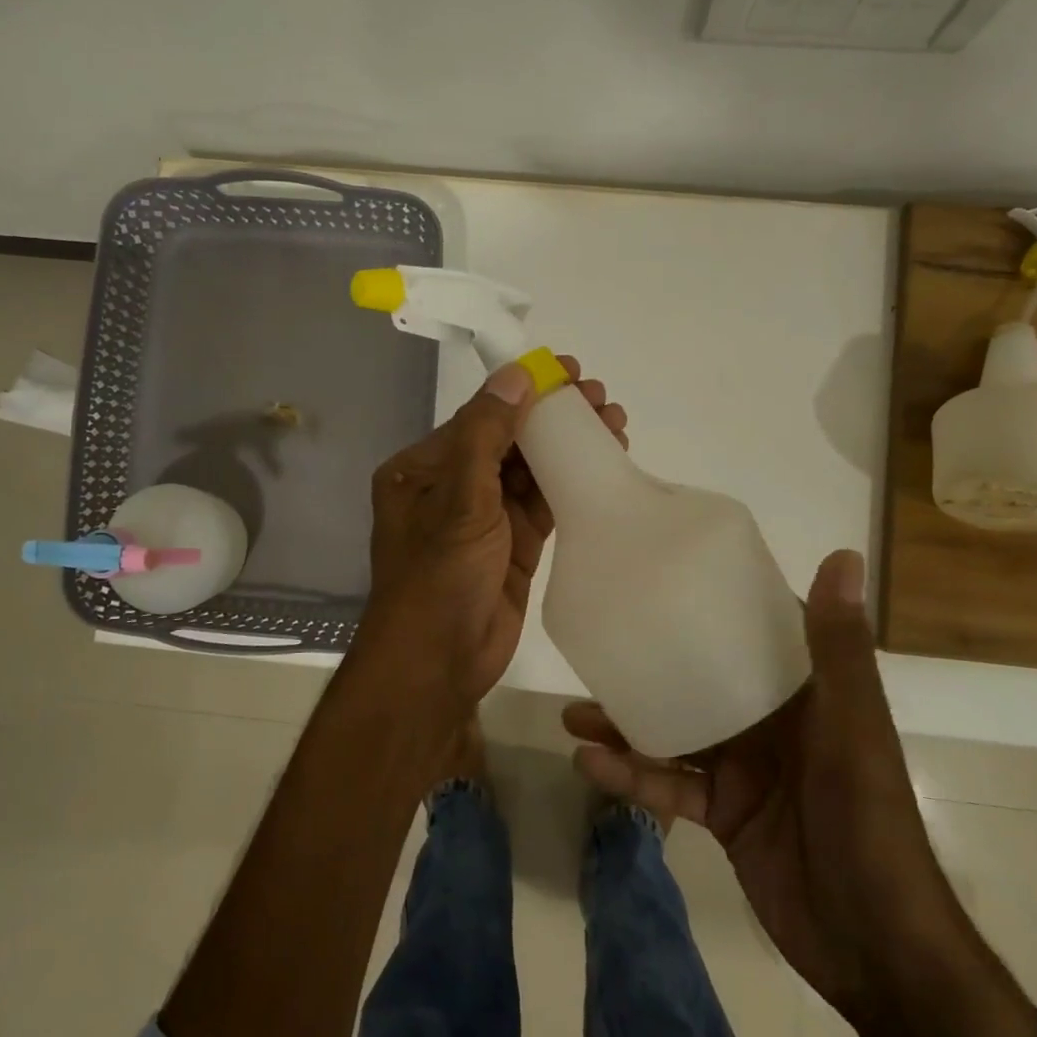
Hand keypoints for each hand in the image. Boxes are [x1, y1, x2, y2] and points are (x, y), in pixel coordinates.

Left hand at [357, 356, 627, 710]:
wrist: (440, 663)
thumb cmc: (439, 576)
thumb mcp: (460, 499)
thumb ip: (486, 434)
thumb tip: (516, 375)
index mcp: (422, 469)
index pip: (480, 418)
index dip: (524, 393)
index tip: (569, 372)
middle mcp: (450, 488)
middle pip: (509, 441)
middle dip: (553, 418)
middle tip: (601, 398)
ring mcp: (483, 519)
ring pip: (530, 472)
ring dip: (567, 448)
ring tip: (614, 423)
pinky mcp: (512, 547)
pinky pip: (542, 505)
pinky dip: (570, 484)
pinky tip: (603, 464)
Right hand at [564, 549, 1036, 1036]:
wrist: (878, 951)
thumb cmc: (869, 824)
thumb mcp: (852, 730)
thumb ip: (838, 649)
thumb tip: (843, 555)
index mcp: (805, 693)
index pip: (758, 630)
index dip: (717, 600)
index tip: (664, 573)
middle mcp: (771, 723)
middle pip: (700, 681)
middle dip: (651, 665)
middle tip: (598, 647)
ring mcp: (744, 770)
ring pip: (675, 732)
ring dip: (627, 723)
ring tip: (573, 712)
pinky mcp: (724, 814)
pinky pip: (670, 787)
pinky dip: (632, 777)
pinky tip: (590, 764)